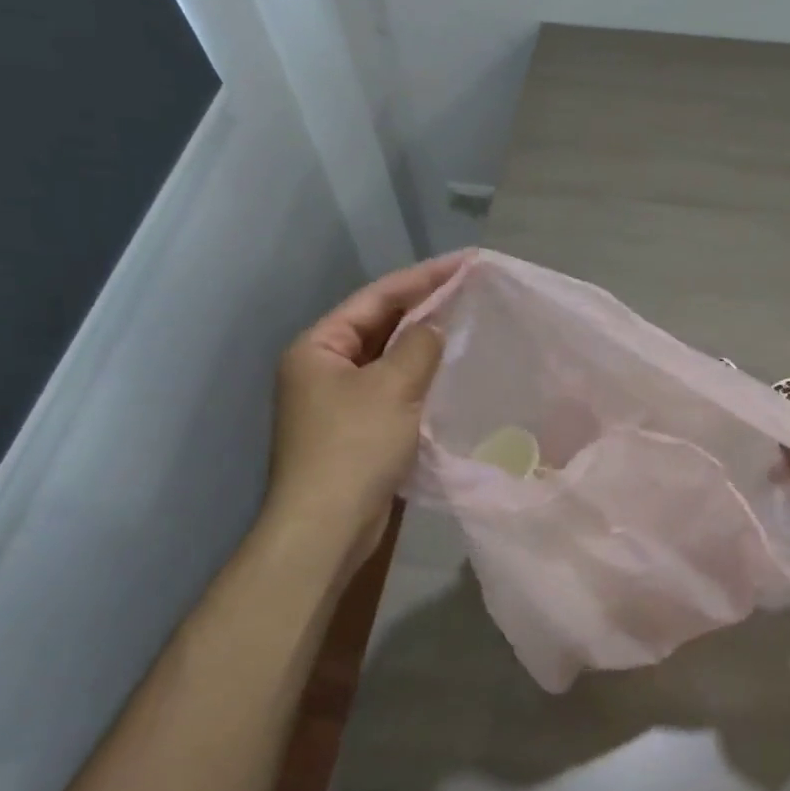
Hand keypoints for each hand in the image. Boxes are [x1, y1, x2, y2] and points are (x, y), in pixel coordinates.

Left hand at [264, 252, 466, 548]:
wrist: (327, 526)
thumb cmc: (354, 447)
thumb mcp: (391, 388)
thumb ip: (418, 348)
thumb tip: (435, 327)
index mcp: (318, 346)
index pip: (376, 298)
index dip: (423, 278)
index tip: (465, 263)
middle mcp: (322, 367)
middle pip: (379, 325)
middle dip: (424, 308)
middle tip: (470, 290)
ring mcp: (337, 401)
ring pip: (387, 359)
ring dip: (423, 344)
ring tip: (466, 323)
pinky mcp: (355, 430)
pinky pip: (391, 390)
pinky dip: (419, 378)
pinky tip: (449, 374)